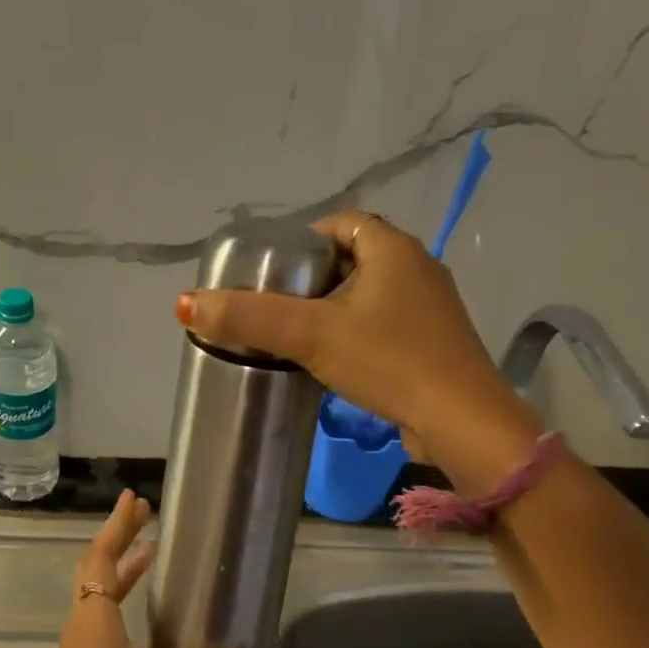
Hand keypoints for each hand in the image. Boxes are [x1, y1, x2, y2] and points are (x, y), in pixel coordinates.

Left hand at [28, 490, 291, 647]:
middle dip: (118, 537)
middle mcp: (82, 625)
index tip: (132, 498)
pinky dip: (116, 594)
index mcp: (97, 622)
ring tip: (148, 549)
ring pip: (95, 591)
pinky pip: (97, 613)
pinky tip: (138, 607)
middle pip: (95, 567)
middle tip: (142, 511)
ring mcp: (78, 647)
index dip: (117, 526)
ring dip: (118, 567)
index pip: (102, 558)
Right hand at [176, 210, 541, 490]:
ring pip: (367, 294)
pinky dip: (355, 332)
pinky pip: (383, 323)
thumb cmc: (388, 361)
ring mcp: (430, 309)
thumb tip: (186, 303)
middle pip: (352, 259)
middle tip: (275, 303)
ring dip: (332, 308)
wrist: (462, 424)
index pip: (341, 223)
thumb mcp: (310, 334)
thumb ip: (249, 316)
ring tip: (295, 333)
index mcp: (394, 249)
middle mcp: (418, 269)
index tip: (272, 270)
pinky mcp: (433, 343)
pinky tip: (333, 360)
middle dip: (311, 278)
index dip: (302, 240)